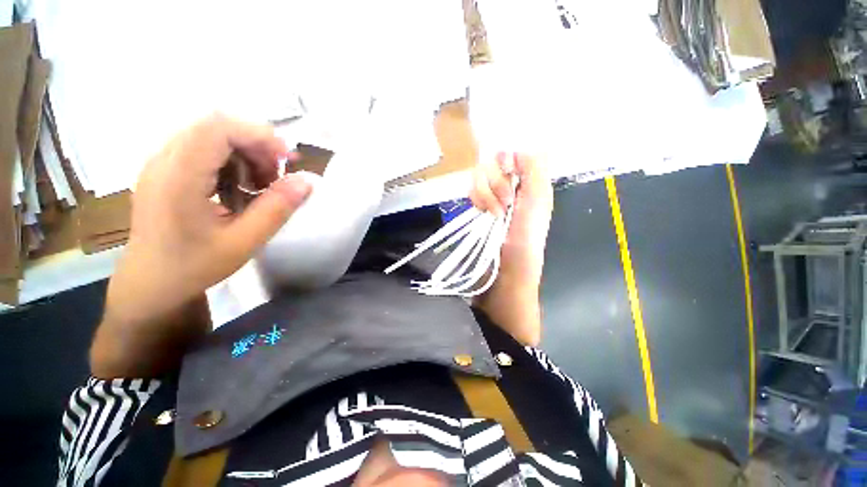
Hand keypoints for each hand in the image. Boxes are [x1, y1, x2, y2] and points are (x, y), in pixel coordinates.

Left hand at [92, 114, 311, 376]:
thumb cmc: (194, 266)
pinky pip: (204, 151)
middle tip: (277, 177)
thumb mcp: (244, 242)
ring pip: (212, 137)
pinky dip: (231, 163)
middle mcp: (164, 161)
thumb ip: (277, 209)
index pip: (218, 127)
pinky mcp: (165, 172)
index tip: (286, 160)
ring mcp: (162, 164)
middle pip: (216, 128)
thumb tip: (306, 182)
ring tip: (261, 187)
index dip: (258, 135)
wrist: (150, 284)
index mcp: (178, 177)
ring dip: (245, 155)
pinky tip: (240, 190)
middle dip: (256, 146)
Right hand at [469, 152, 552, 344]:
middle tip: (506, 203)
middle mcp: (510, 184)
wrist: (504, 266)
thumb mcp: (538, 200)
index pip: (511, 152)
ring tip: (495, 214)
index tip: (509, 172)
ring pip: (479, 175)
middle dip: (497, 183)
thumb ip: (534, 169)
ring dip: (486, 194)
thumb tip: (518, 148)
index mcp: (528, 181)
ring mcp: (492, 195)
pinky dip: (477, 200)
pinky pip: (471, 190)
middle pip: (492, 161)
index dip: (506, 158)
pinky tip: (483, 213)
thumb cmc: (525, 236)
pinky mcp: (478, 206)